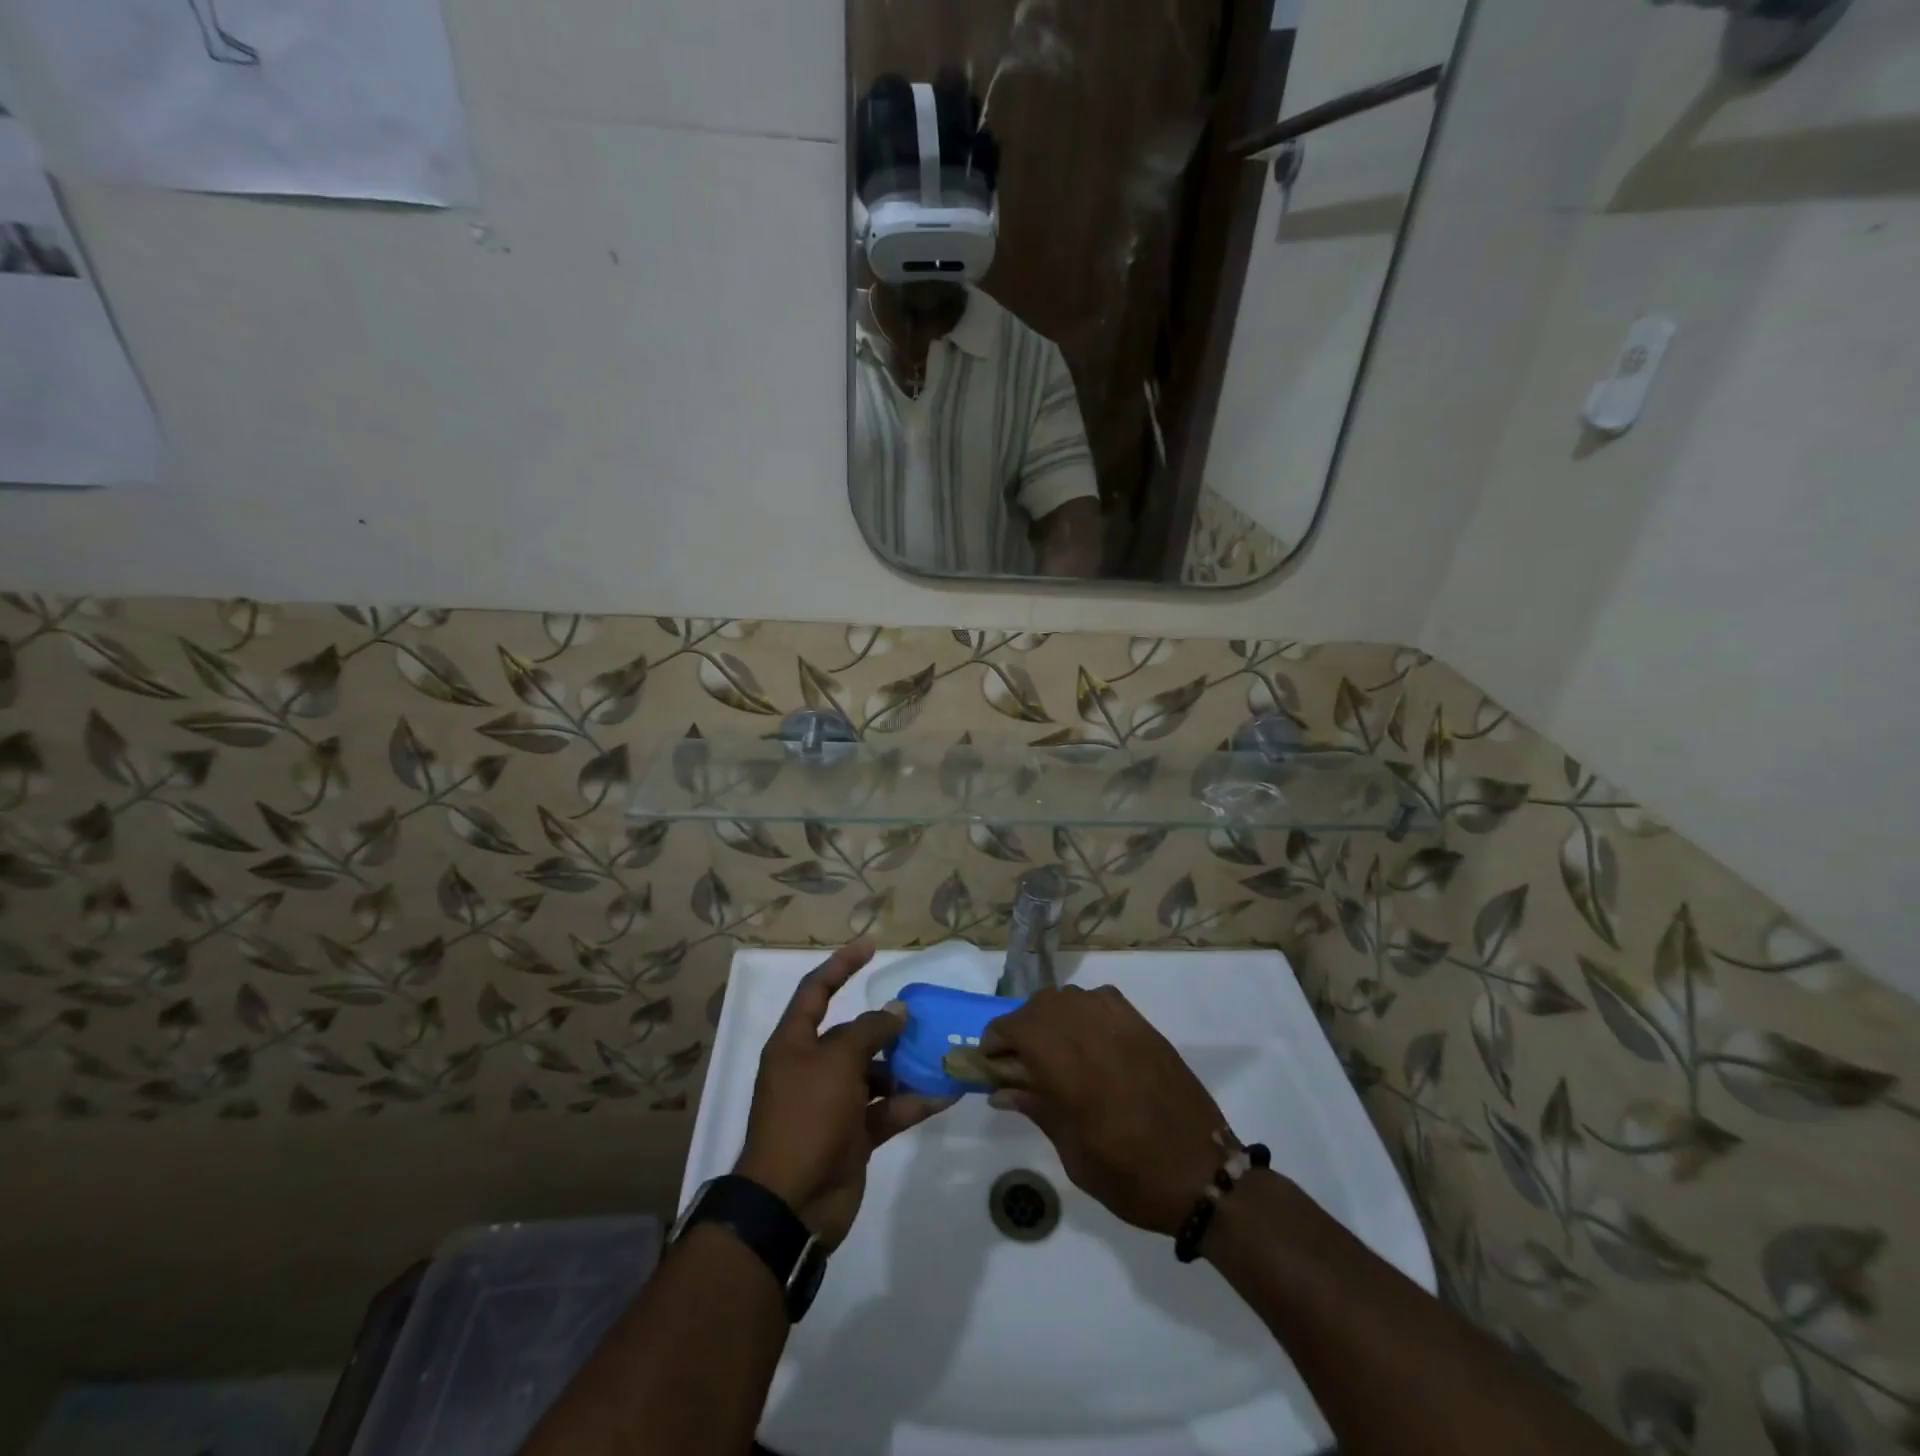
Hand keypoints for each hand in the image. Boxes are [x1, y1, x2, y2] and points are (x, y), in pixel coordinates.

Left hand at [735, 942, 955, 1248]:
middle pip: (853, 1035)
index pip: (816, 991)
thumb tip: (896, 1012)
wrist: (792, 1204)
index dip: (841, 966)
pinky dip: (913, 1101)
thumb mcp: (836, 1062)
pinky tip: (945, 1094)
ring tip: (939, 1054)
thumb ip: (869, 1031)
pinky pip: (888, 1109)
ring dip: (904, 1066)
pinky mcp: (854, 1135)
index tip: (871, 948)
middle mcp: (813, 1068)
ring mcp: (834, 1104)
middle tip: (921, 1016)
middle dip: (886, 1026)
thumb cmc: (806, 1118)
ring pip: (875, 1073)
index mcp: (795, 1045)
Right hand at [982, 986, 1226, 1235]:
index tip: (990, 1062)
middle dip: (1020, 1026)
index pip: (1017, 1028)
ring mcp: (1121, 1024)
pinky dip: (1083, 1010)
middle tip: (1017, 1060)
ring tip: (1052, 1048)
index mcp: (1068, 1068)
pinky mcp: (1144, 1026)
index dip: (995, 1039)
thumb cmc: (1130, 1176)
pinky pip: (1101, 999)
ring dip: (1050, 1015)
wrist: (1204, 1175)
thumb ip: (1037, 1109)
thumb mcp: (1073, 1153)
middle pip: (1040, 1006)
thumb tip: (1001, 1090)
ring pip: (1069, 997)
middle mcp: (1091, 1033)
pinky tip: (1087, 1038)